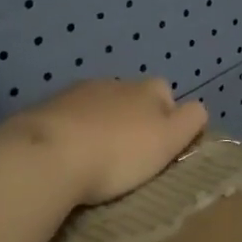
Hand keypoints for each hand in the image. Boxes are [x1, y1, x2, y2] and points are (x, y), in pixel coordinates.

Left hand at [5, 78, 209, 205]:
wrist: (47, 156)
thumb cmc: (119, 153)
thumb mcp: (169, 140)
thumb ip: (190, 120)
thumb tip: (196, 109)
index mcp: (148, 89)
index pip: (166, 92)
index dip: (167, 117)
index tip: (160, 147)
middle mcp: (114, 83)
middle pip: (131, 98)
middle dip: (132, 119)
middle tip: (128, 155)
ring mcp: (77, 93)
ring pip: (98, 106)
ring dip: (100, 125)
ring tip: (95, 158)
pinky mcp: (45, 109)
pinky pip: (68, 119)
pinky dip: (72, 132)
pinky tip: (68, 157)